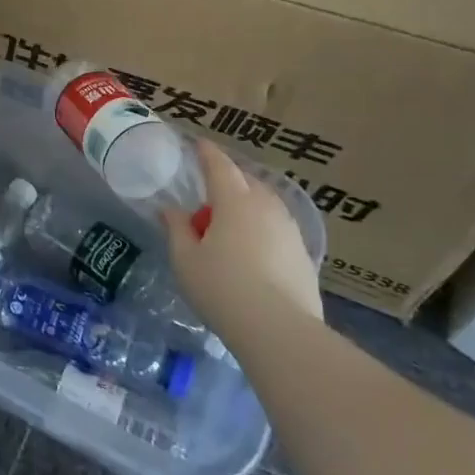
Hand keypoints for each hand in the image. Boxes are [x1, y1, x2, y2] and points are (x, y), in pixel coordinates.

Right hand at [162, 140, 322, 322]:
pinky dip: (262, 225)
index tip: (198, 143)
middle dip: (228, 178)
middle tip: (208, 190)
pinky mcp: (303, 253)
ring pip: (266, 202)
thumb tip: (171, 210)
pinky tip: (252, 247)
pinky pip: (277, 225)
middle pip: (246, 180)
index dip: (207, 152)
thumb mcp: (185, 260)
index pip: (219, 165)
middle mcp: (266, 206)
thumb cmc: (222, 289)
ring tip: (230, 220)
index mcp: (234, 201)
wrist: (280, 331)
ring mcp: (289, 229)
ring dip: (247, 202)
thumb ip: (177, 229)